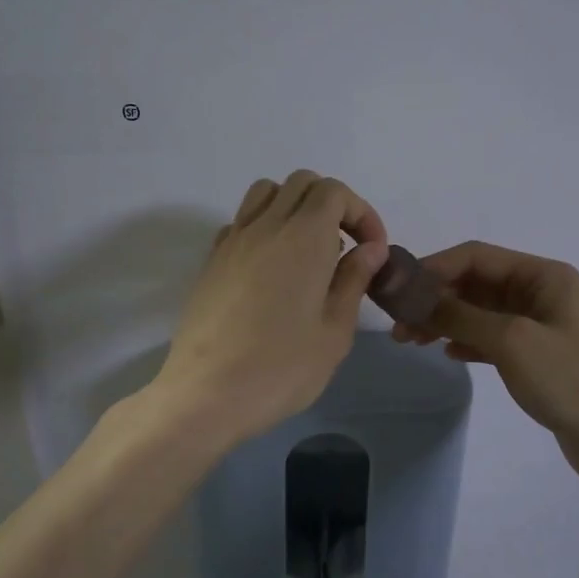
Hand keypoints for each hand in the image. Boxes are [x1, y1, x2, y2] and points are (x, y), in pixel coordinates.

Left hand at [155, 172, 388, 448]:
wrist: (207, 394)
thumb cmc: (282, 368)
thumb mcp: (334, 331)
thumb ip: (354, 280)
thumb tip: (370, 248)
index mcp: (303, 238)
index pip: (334, 191)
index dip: (360, 212)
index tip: (372, 250)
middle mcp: (266, 226)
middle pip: (301, 183)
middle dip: (332, 204)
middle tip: (345, 248)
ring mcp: (232, 240)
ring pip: (266, 193)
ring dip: (294, 207)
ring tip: (308, 251)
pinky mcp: (212, 261)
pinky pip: (241, 221)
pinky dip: (264, 227)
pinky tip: (273, 269)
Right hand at [393, 242, 578, 491]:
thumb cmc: (570, 380)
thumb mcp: (512, 341)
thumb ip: (461, 316)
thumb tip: (416, 298)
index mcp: (542, 276)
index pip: (476, 257)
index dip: (434, 268)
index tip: (398, 289)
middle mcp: (540, 293)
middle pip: (476, 284)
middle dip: (435, 298)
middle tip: (398, 324)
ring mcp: (539, 326)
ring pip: (480, 313)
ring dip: (445, 321)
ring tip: (410, 340)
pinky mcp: (536, 357)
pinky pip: (491, 339)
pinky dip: (466, 342)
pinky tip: (446, 353)